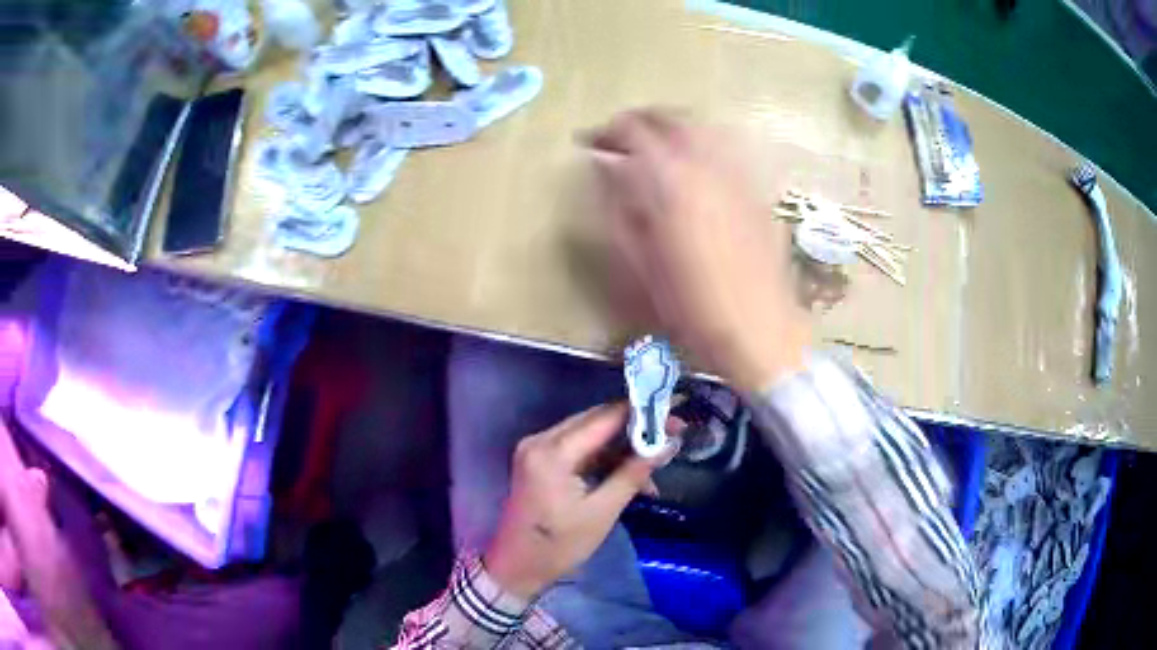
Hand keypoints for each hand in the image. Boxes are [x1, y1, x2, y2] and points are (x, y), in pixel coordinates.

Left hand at [484, 403, 675, 598]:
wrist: (516, 569)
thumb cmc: (558, 546)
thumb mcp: (602, 511)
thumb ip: (634, 472)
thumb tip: (669, 443)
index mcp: (552, 451)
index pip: (605, 417)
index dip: (643, 412)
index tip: (676, 415)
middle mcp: (540, 440)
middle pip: (596, 421)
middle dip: (635, 429)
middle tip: (672, 436)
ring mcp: (536, 449)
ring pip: (589, 435)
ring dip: (621, 449)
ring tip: (653, 467)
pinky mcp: (538, 461)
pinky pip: (577, 449)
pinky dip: (603, 460)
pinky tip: (628, 475)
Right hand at [584, 109, 811, 391]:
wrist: (759, 330)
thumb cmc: (691, 307)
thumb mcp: (640, 262)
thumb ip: (618, 206)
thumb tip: (602, 167)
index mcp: (671, 181)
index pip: (632, 131)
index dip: (605, 131)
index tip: (588, 144)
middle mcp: (707, 164)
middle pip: (669, 118)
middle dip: (638, 121)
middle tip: (618, 139)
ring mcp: (737, 172)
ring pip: (700, 126)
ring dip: (671, 126)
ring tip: (654, 144)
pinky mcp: (756, 187)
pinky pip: (727, 146)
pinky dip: (702, 141)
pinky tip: (694, 162)